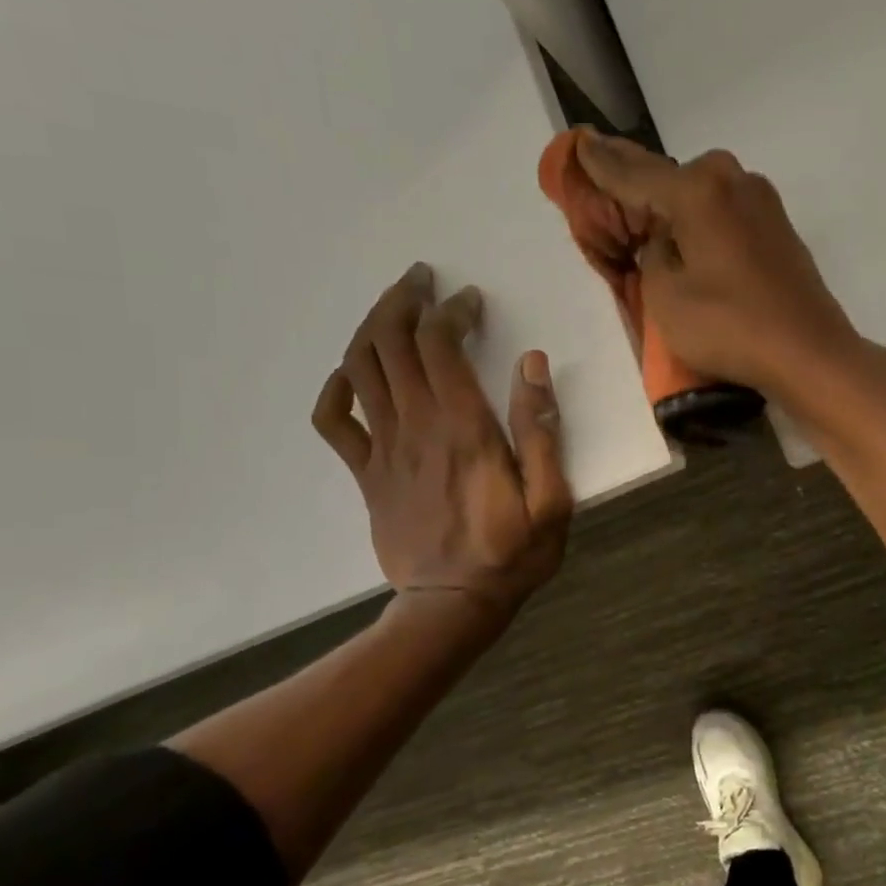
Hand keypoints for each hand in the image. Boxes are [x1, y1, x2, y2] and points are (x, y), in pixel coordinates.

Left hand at [311, 264, 572, 618]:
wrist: (451, 605)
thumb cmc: (510, 554)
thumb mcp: (551, 501)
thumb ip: (541, 432)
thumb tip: (532, 364)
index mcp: (463, 429)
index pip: (440, 345)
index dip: (451, 311)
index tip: (470, 302)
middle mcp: (416, 427)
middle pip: (390, 342)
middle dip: (403, 300)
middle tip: (422, 280)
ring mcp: (383, 450)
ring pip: (360, 368)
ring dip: (372, 327)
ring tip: (394, 308)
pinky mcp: (366, 474)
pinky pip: (334, 422)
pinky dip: (335, 388)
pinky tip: (352, 374)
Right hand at [574, 131, 868, 401]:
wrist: (809, 353)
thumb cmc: (730, 327)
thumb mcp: (666, 296)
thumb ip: (652, 254)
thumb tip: (664, 238)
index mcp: (698, 190)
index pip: (634, 173)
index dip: (602, 163)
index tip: (580, 143)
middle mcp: (732, 181)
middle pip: (671, 178)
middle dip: (640, 187)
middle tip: (610, 196)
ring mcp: (762, 202)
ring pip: (701, 195)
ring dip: (673, 207)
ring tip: (647, 224)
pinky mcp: (778, 228)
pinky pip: (725, 213)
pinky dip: (702, 222)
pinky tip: (690, 241)